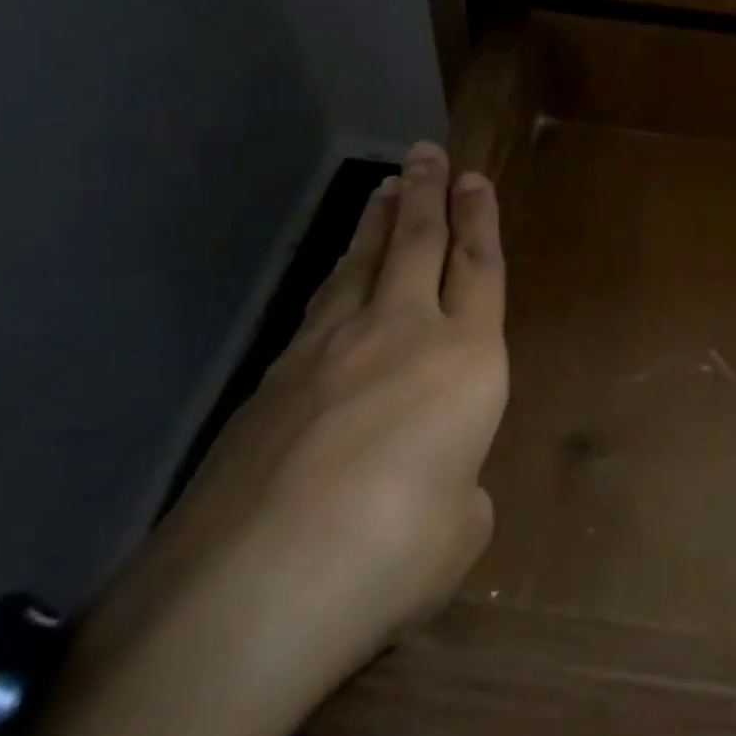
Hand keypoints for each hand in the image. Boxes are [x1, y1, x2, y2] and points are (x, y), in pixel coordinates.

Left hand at [23, 143, 507, 735]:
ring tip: (388, 187)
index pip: (480, 268)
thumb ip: (459, 486)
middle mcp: (403, 331)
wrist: (254, 583)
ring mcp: (332, 344)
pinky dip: (338, 273)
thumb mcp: (459, 530)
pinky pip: (322, 300)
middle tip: (427, 152)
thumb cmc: (392, 555)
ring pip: (363, 260)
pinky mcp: (277, 370)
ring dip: (380, 219)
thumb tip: (438, 478)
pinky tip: (337, 271)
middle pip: (419, 242)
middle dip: (428, 192)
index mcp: (468, 360)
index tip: (474, 180)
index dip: (480, 220)